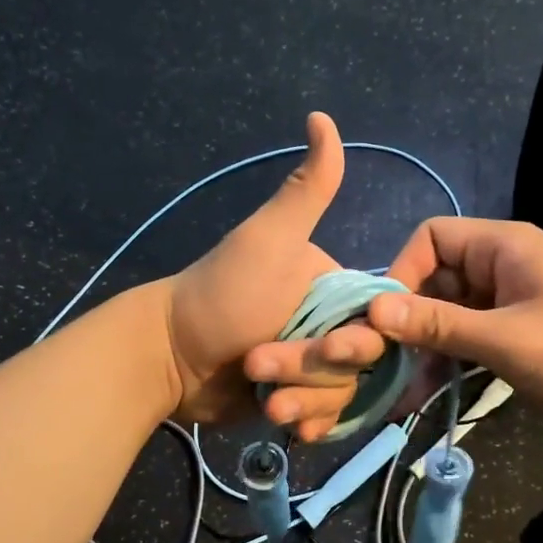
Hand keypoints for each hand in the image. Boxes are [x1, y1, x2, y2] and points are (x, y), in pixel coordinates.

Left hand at [163, 113, 383, 433]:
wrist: (166, 355)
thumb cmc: (220, 295)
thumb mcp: (266, 239)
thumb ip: (305, 189)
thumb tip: (322, 116)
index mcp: (332, 288)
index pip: (377, 323)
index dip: (359, 341)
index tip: (330, 349)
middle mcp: (327, 325)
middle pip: (358, 365)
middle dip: (312, 371)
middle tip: (262, 366)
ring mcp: (309, 366)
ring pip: (340, 395)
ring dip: (303, 399)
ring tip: (264, 399)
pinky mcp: (292, 398)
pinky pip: (322, 418)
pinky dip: (306, 422)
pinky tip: (286, 426)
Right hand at [361, 217, 542, 426]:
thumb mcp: (505, 340)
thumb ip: (438, 324)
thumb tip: (372, 311)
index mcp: (502, 247)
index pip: (431, 238)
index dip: (401, 272)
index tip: (384, 319)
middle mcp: (501, 265)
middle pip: (435, 279)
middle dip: (408, 319)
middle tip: (383, 361)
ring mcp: (509, 298)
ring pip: (449, 313)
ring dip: (425, 347)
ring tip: (398, 390)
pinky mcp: (517, 329)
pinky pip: (469, 336)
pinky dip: (448, 360)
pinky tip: (424, 393)